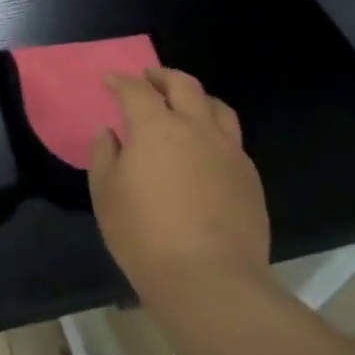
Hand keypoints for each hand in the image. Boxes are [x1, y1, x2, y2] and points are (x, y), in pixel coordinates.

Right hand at [88, 68, 269, 300]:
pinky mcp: (249, 177)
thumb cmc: (144, 234)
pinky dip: (214, 131)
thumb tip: (110, 133)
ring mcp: (229, 151)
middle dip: (163, 76)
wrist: (208, 278)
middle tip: (149, 78)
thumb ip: (104, 156)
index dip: (121, 81)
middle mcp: (196, 128)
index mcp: (157, 127)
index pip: (136, 90)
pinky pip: (232, 139)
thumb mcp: (106, 194)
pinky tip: (206, 149)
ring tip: (185, 105)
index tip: (110, 80)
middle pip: (184, 86)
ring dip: (197, 97)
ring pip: (217, 107)